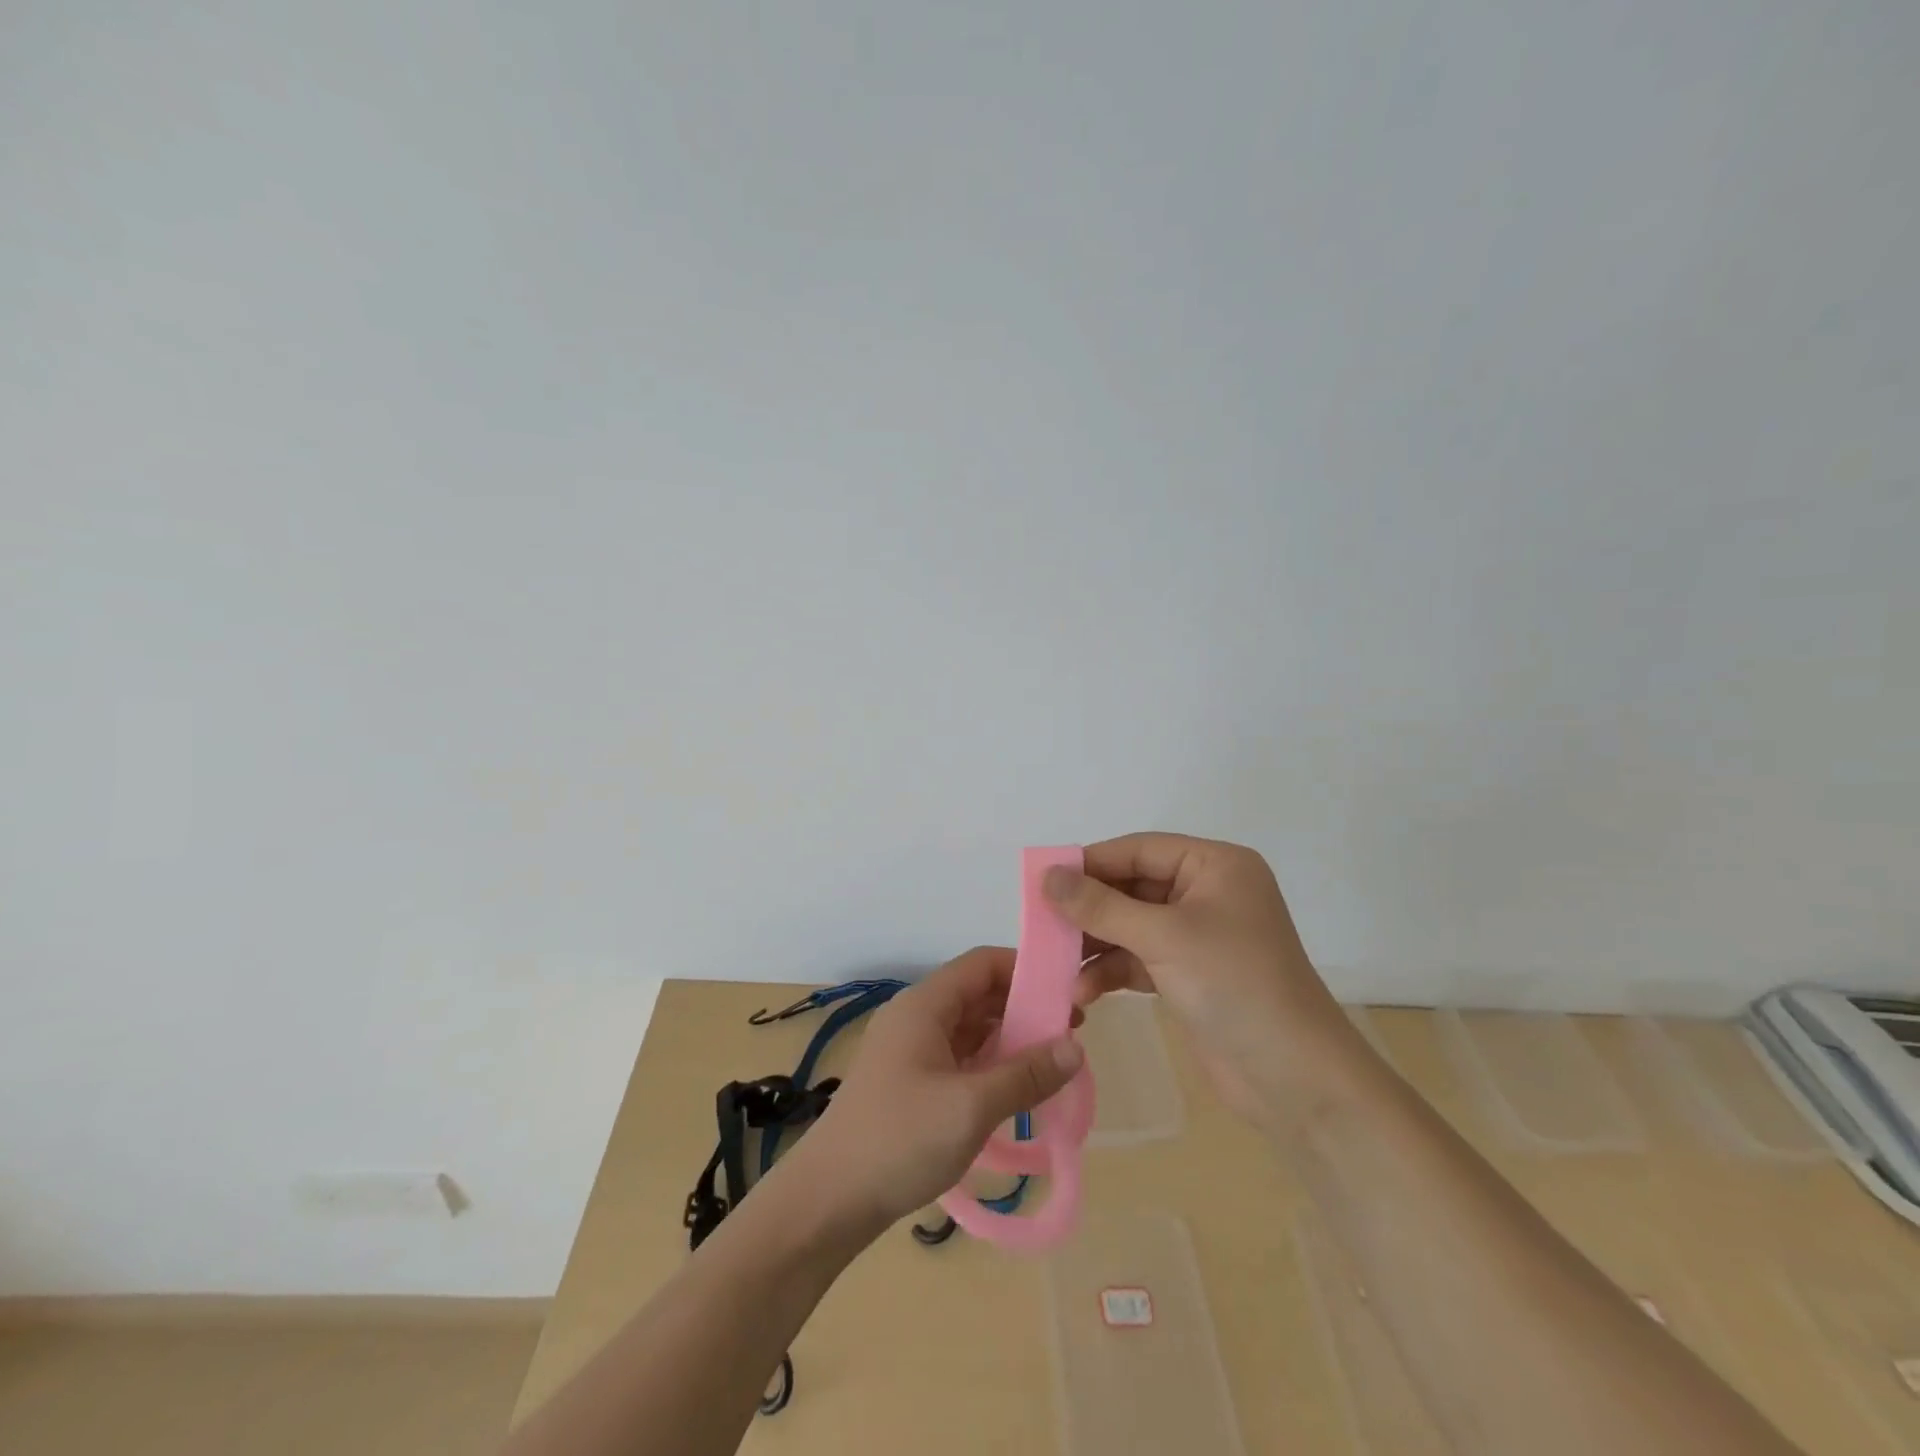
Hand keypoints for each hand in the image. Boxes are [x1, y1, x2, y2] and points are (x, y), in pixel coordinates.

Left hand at [787, 946, 1083, 1235]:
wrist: (828, 1199)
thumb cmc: (900, 1139)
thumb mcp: (971, 1106)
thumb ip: (1026, 1074)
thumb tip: (1076, 1047)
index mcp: (925, 1004)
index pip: (983, 964)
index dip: (1026, 970)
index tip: (1068, 994)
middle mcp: (916, 1016)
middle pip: (978, 994)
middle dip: (1024, 1008)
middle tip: (1070, 1036)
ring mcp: (910, 1050)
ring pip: (970, 1028)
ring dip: (1009, 1039)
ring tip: (1051, 1064)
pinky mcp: (909, 1081)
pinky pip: (958, 1057)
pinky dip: (989, 1064)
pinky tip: (1015, 1089)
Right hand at [1044, 833, 1374, 1131]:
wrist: (1294, 1080)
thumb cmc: (1235, 985)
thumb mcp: (1164, 937)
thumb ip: (1101, 905)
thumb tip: (1047, 876)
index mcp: (1215, 866)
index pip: (1139, 850)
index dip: (1090, 862)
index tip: (1042, 880)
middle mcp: (1207, 893)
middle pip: (1131, 887)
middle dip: (1088, 909)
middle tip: (1041, 924)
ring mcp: (1198, 936)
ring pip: (1130, 925)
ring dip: (1095, 944)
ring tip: (1055, 963)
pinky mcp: (1189, 974)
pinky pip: (1138, 958)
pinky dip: (1111, 971)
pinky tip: (1083, 990)